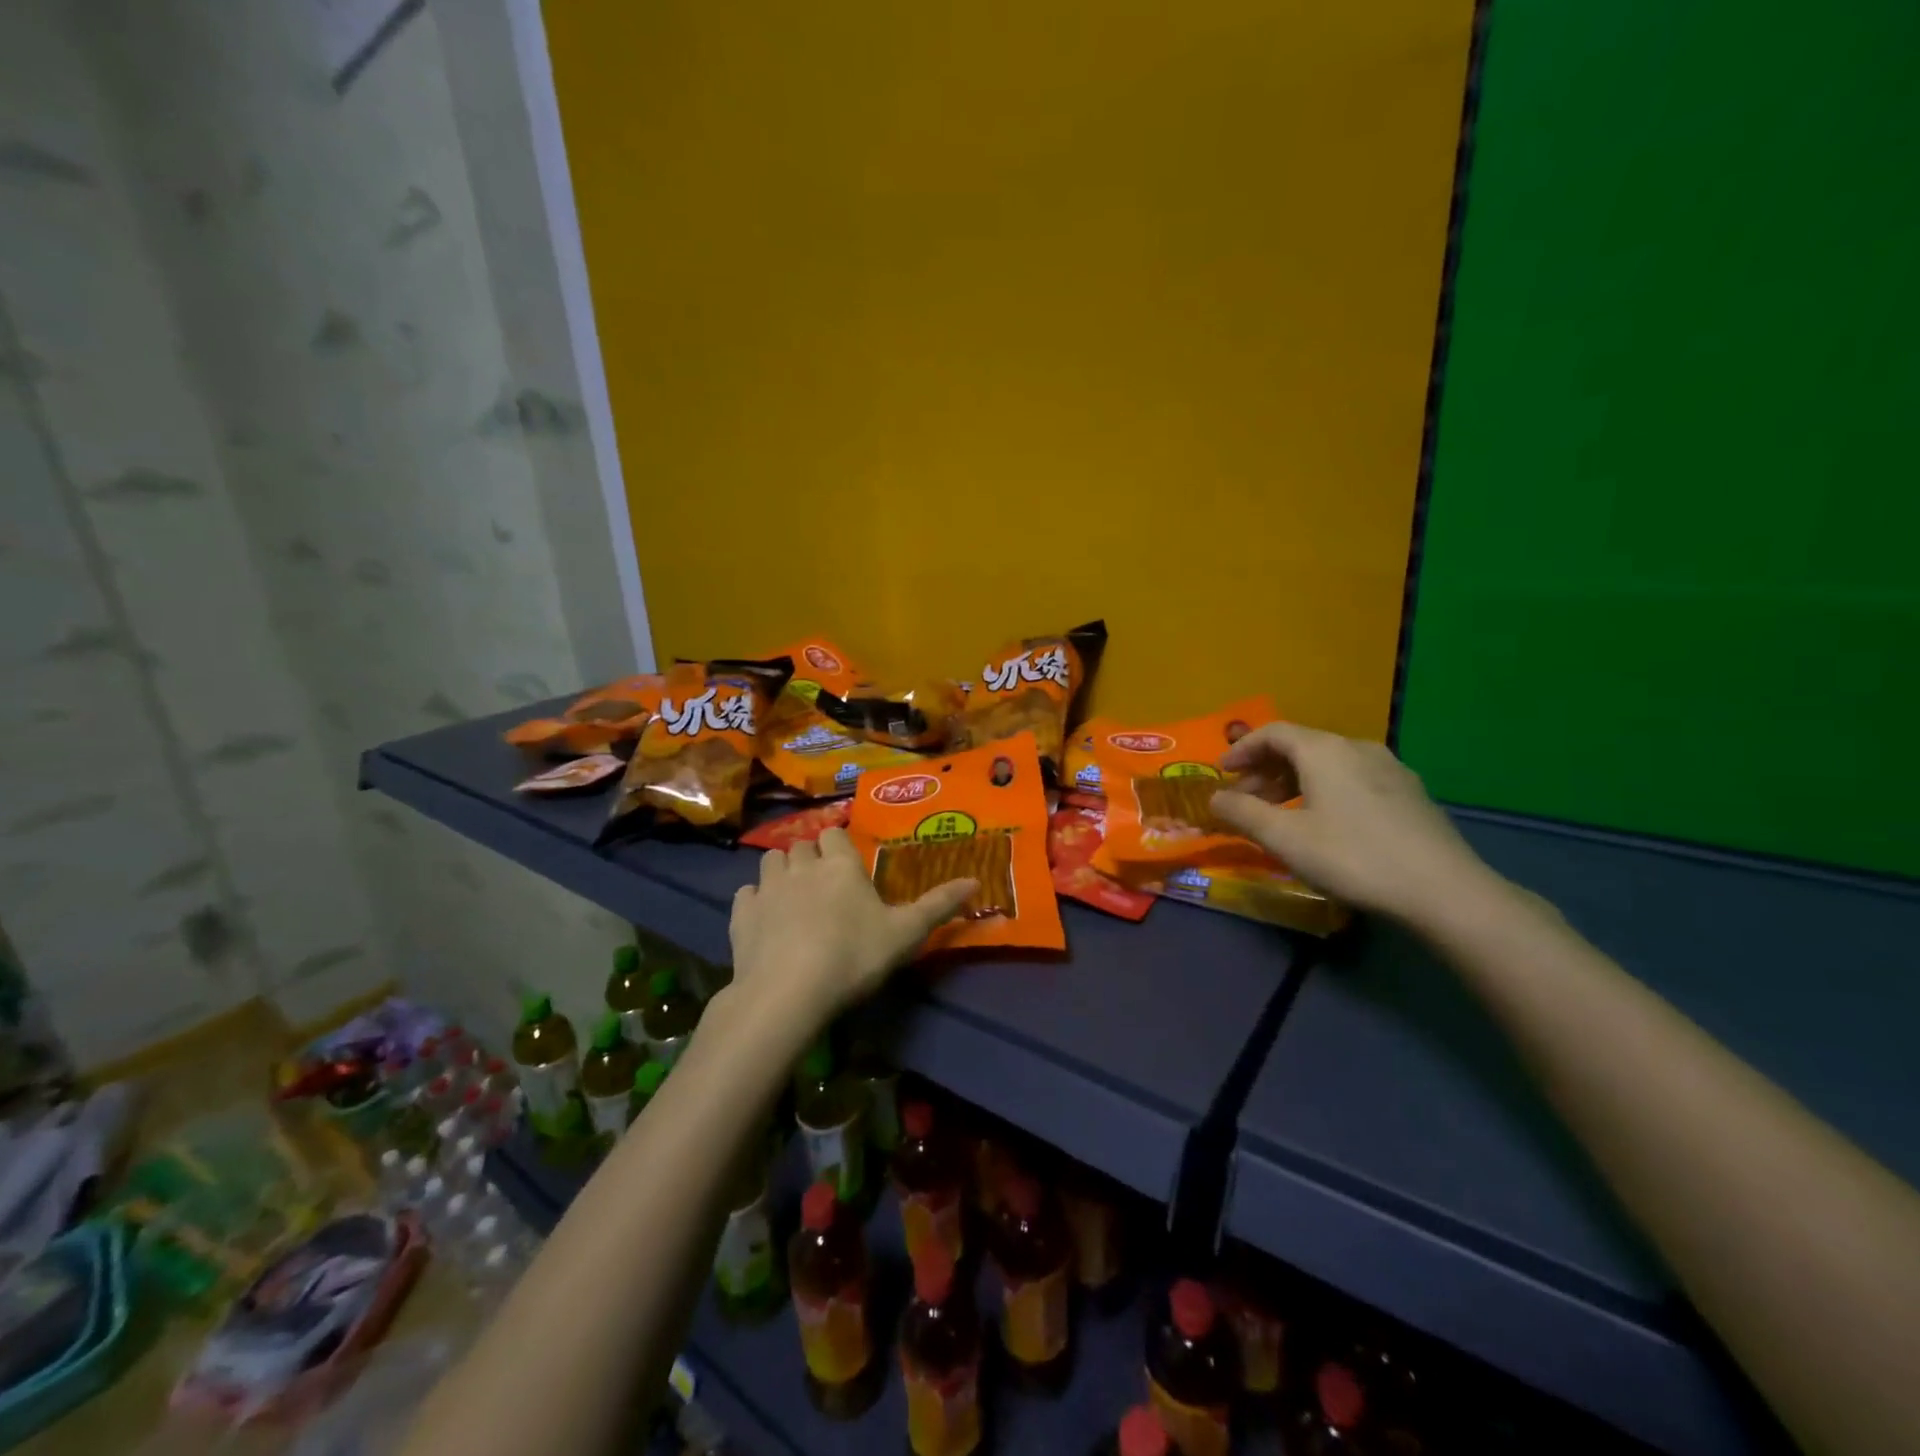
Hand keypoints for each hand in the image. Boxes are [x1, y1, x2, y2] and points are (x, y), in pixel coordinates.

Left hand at [728, 828, 976, 1023]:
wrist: (789, 992)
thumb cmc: (854, 957)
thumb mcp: (906, 934)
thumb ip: (939, 905)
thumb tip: (975, 880)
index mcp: (840, 865)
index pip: (834, 834)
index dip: (838, 845)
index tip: (845, 865)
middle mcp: (802, 866)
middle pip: (802, 845)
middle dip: (810, 857)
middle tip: (822, 884)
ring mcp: (767, 888)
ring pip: (770, 861)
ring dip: (781, 871)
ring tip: (791, 896)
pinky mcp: (741, 914)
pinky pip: (746, 893)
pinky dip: (754, 900)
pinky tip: (764, 919)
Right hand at [1208, 722, 1491, 922]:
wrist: (1443, 890)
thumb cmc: (1352, 856)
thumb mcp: (1285, 838)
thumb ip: (1243, 813)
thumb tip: (1214, 798)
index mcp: (1325, 750)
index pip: (1273, 733)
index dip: (1241, 749)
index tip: (1221, 773)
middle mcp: (1357, 748)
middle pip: (1300, 747)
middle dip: (1265, 771)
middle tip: (1244, 801)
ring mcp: (1390, 769)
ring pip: (1328, 764)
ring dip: (1293, 783)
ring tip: (1279, 815)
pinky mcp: (1409, 794)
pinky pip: (1352, 779)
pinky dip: (1323, 791)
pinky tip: (1324, 823)